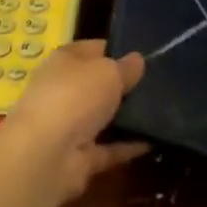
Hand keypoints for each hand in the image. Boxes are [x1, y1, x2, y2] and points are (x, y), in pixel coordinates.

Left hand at [2, 39, 147, 197]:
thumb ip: (126, 67)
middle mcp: (63, 90)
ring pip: (102, 117)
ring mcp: (69, 126)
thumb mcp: (108, 72)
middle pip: (98, 84)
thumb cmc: (74, 96)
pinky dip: (127, 147)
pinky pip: (108, 148)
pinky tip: (153, 141)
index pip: (94, 49)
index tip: (146, 55)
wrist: (45, 155)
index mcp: (65, 61)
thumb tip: (138, 60)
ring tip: (162, 112)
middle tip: (159, 84)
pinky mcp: (78, 157)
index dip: (118, 50)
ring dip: (126, 117)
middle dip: (124, 85)